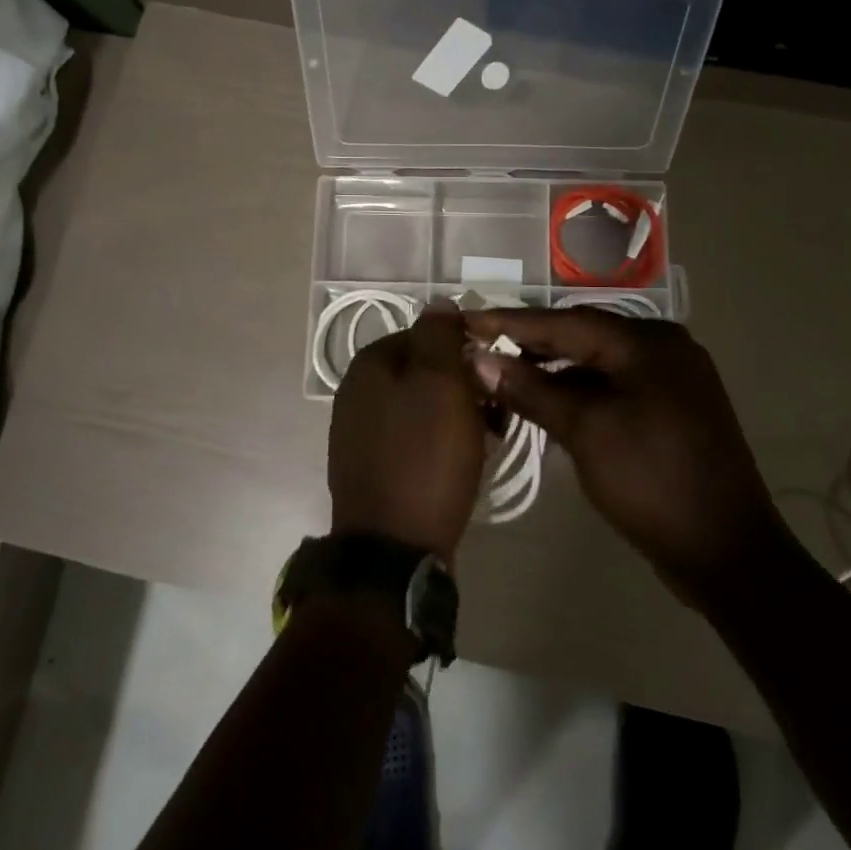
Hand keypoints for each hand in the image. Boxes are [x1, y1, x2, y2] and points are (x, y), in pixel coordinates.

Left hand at [329, 300, 488, 562]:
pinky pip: (413, 438)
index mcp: (369, 363)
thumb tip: (439, 301)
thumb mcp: (440, 384)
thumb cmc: (424, 458)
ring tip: (483, 441)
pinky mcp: (370, 465)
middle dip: (463, 387)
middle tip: (494, 415)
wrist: (393, 548)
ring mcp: (358, 430)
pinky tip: (459, 463)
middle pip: (425, 371)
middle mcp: (356, 390)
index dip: (466, 351)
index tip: (494, 378)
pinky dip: (439, 443)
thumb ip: (439, 335)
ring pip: (422, 406)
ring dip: (456, 416)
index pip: (428, 334)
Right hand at [465, 309, 781, 599]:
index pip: (565, 321)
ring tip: (502, 373)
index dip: (511, 323)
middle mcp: (663, 348)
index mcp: (648, 342)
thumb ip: (531, 390)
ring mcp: (670, 379)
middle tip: (478, 346)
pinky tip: (545, 399)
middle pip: (582, 336)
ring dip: (551, 369)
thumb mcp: (585, 431)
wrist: (726, 552)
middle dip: (529, 343)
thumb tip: (479, 360)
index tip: (466, 319)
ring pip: (597, 362)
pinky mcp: (670, 408)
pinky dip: (577, 390)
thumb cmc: (652, 481)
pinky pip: (613, 385)